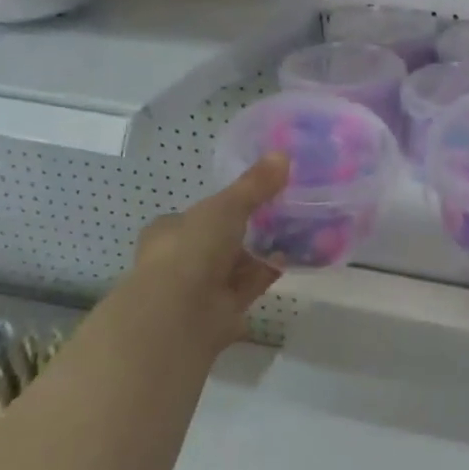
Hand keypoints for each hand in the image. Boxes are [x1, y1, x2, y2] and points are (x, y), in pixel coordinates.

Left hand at [120, 155, 289, 366]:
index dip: (225, 206)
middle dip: (249, 230)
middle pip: (221, 240)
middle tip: (284, 212)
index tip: (257, 196)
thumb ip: (254, 185)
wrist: (181, 314)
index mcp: (170, 231)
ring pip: (238, 264)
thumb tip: (283, 155)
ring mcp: (201, 287)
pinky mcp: (223, 310)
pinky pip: (251, 284)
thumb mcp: (225, 207)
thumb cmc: (192, 250)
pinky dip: (270, 272)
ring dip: (263, 252)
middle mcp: (182, 259)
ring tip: (298, 231)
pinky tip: (295, 257)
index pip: (198, 214)